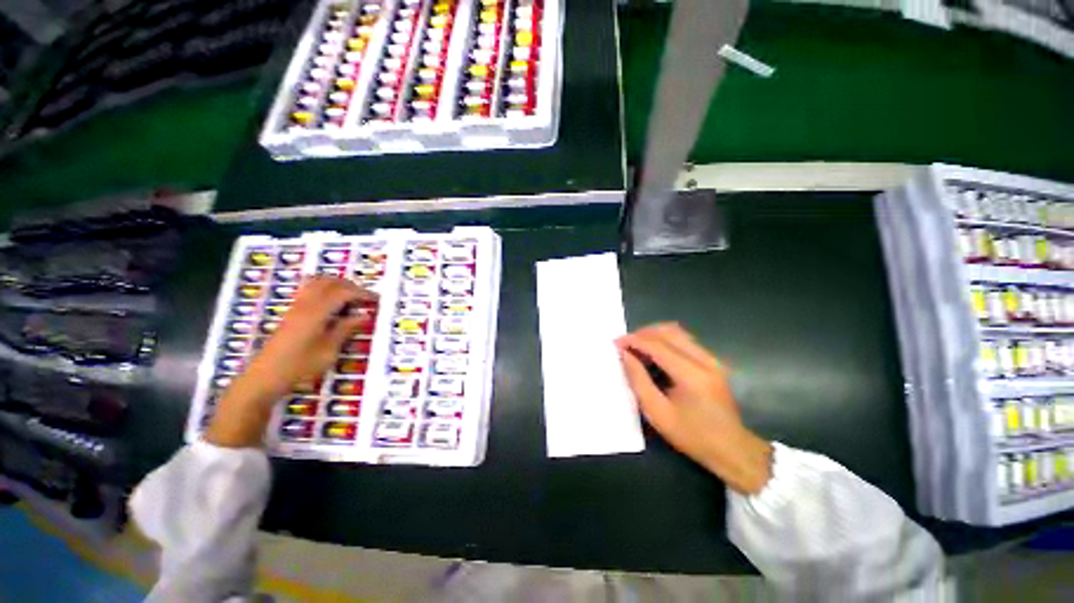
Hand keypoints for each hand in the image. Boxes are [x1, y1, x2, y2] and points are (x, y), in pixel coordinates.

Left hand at [206, 277, 375, 447]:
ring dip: (336, 285)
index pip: (343, 292)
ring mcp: (295, 308)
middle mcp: (305, 305)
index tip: (377, 300)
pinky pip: (309, 291)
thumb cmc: (299, 367)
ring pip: (317, 283)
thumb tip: (364, 315)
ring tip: (350, 297)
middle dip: (350, 286)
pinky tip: (332, 305)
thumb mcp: (329, 351)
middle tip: (365, 297)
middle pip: (329, 282)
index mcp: (316, 312)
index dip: (362, 293)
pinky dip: (324, 290)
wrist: (263, 378)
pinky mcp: (290, 314)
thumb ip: (346, 329)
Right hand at [616, 323, 772, 494]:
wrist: (732, 448)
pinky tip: (654, 352)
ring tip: (637, 347)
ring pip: (677, 332)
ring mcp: (711, 359)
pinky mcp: (712, 361)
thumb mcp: (657, 413)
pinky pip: (684, 340)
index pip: (657, 345)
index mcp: (691, 375)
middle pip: (668, 332)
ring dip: (654, 335)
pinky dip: (665, 340)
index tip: (615, 343)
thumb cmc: (691, 435)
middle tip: (625, 345)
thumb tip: (625, 355)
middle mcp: (704, 360)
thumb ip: (639, 380)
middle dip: (642, 334)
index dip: (634, 341)